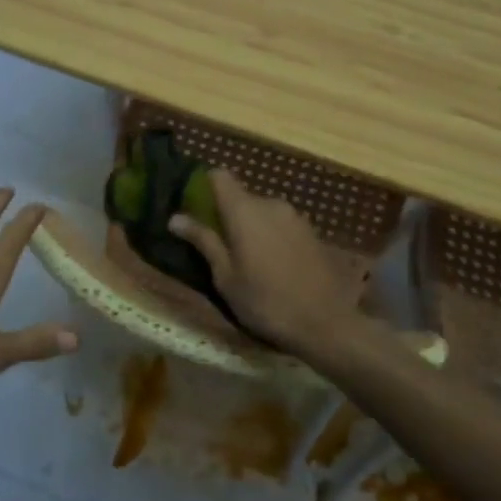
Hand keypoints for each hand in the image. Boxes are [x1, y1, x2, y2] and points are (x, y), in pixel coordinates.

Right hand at [167, 169, 360, 355]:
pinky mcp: (311, 230)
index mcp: (245, 210)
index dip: (203, 186)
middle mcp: (270, 203)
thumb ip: (203, 241)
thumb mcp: (225, 277)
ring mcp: (294, 216)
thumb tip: (175, 218)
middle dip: (226, 214)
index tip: (194, 209)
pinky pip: (279, 223)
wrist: (326, 323)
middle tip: (216, 245)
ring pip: (261, 211)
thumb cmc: (265, 302)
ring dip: (249, 226)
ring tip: (245, 259)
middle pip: (240, 196)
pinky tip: (271, 264)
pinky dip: (269, 235)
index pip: (219, 176)